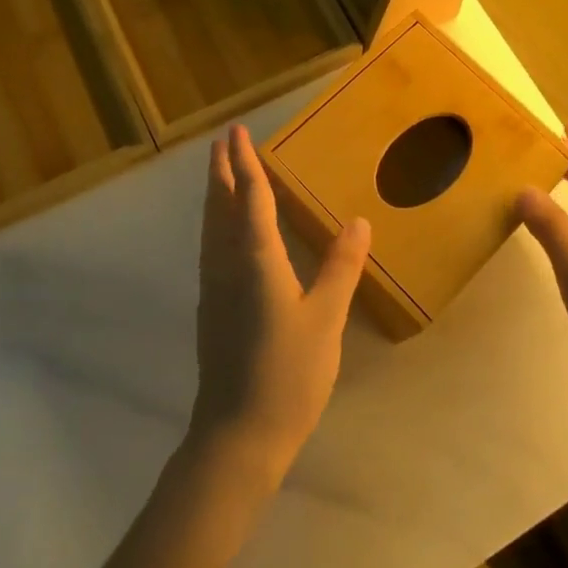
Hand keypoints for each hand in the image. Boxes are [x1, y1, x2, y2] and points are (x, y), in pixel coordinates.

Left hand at [188, 125, 369, 486]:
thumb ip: (340, 267)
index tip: (237, 132)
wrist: (238, 434)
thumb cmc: (288, 373)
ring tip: (219, 175)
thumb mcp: (326, 318)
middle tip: (222, 141)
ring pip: (210, 227)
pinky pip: (210, 248)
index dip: (244, 163)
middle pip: (219, 206)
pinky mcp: (210, 308)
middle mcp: (226, 264)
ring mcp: (213, 288)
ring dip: (214, 195)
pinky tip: (224, 233)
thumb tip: (358, 222)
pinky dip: (216, 223)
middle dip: (221, 171)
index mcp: (255, 259)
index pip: (249, 197)